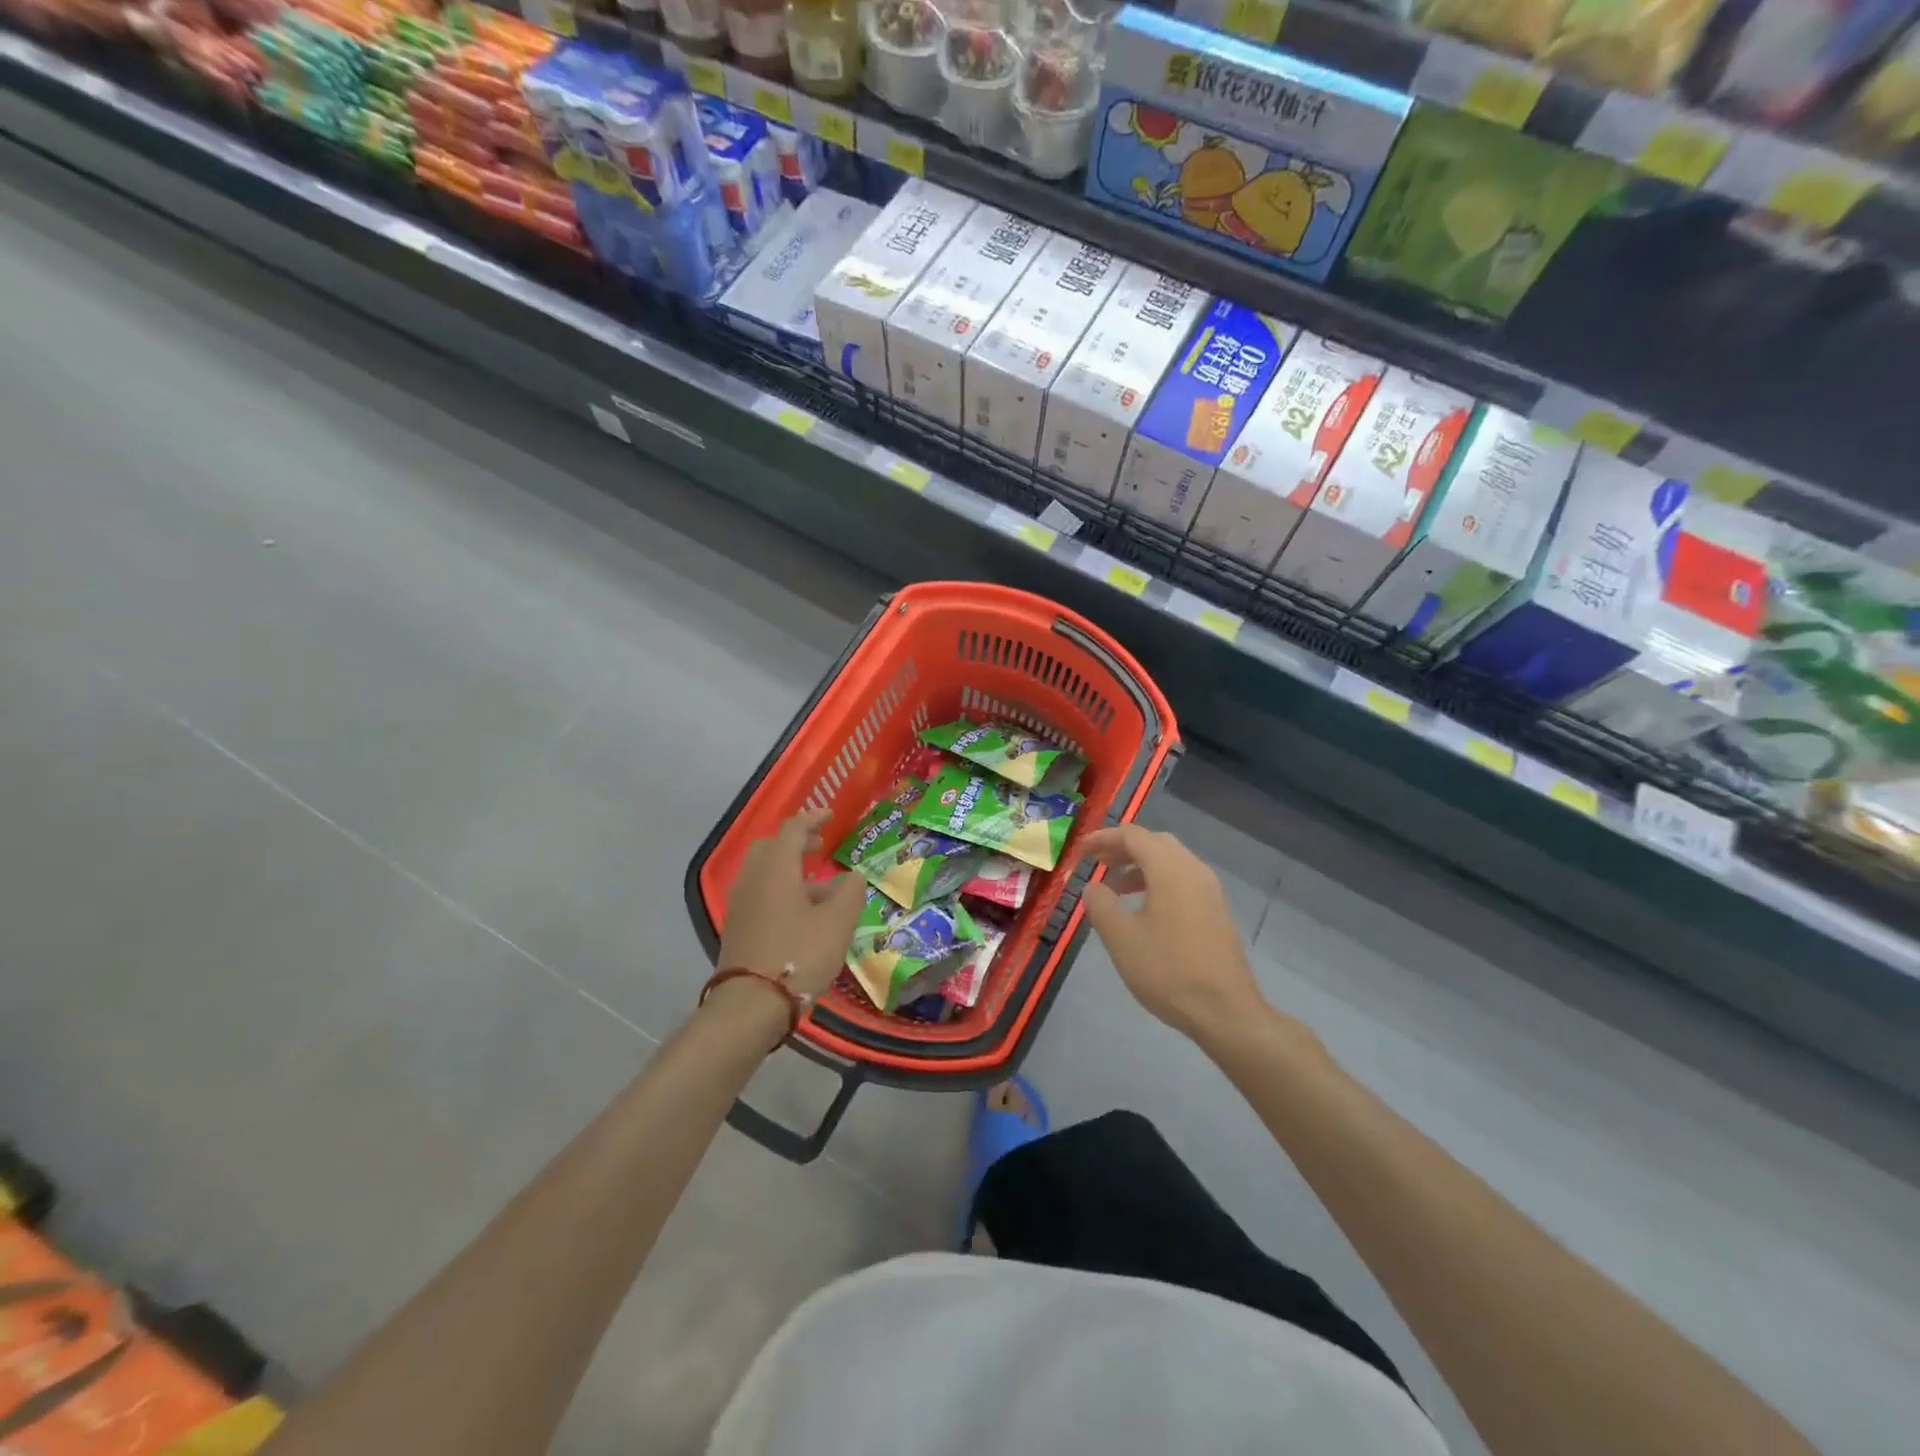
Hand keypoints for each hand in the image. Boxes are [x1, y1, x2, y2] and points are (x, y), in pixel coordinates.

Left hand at [717, 809, 866, 1001]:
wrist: (750, 1004)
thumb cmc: (799, 955)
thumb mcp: (838, 923)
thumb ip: (850, 892)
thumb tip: (853, 876)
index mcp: (776, 868)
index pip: (793, 829)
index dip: (813, 818)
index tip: (831, 817)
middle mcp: (753, 878)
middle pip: (771, 846)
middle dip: (796, 842)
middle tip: (819, 848)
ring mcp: (740, 903)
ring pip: (763, 871)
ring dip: (789, 869)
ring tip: (819, 889)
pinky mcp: (737, 926)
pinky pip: (758, 893)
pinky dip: (779, 890)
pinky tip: (800, 914)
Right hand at [1080, 825, 1267, 1042]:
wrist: (1225, 1011)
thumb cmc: (1168, 971)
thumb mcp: (1121, 939)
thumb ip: (1101, 904)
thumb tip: (1094, 886)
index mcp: (1170, 870)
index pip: (1134, 836)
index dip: (1104, 837)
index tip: (1081, 850)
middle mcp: (1193, 870)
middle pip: (1155, 842)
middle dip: (1123, 847)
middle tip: (1097, 862)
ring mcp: (1210, 890)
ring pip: (1171, 860)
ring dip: (1141, 864)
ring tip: (1115, 886)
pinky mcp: (1216, 910)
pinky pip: (1183, 879)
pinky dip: (1158, 879)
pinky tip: (1144, 907)